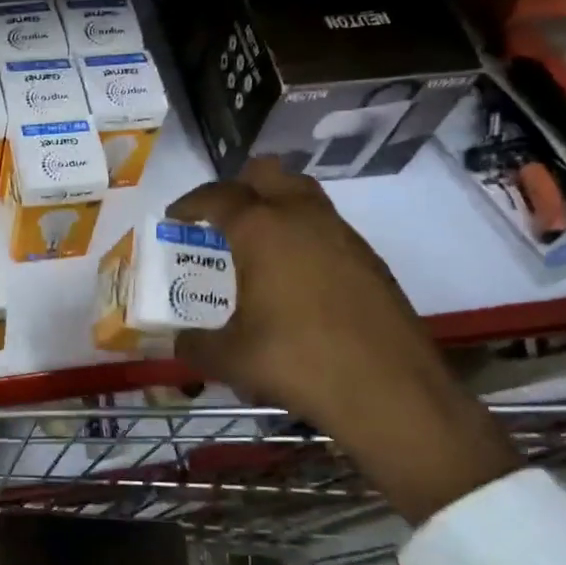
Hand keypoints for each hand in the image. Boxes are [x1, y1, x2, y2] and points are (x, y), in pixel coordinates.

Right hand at [168, 158, 520, 523]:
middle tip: (220, 218)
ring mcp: (342, 234)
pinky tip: (296, 275)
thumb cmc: (297, 362)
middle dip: (238, 186)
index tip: (175, 216)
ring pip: (303, 194)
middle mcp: (302, 217)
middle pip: (267, 174)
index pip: (217, 197)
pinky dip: (303, 234)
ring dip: (275, 205)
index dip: (190, 203)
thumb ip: (195, 346)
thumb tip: (179, 344)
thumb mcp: (230, 359)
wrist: (389, 390)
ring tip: (256, 243)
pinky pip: (326, 227)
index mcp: (261, 229)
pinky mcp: (369, 258)